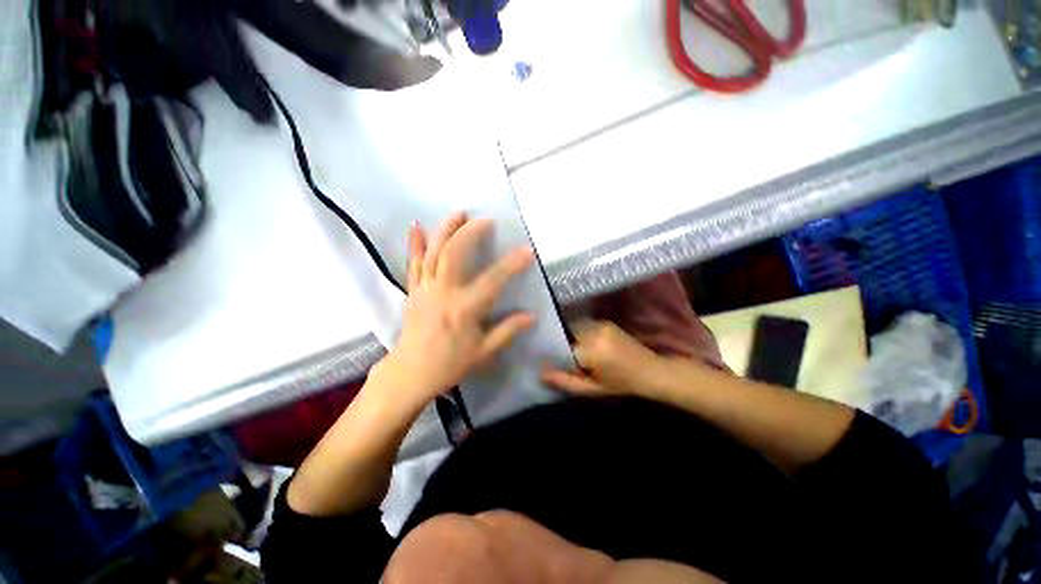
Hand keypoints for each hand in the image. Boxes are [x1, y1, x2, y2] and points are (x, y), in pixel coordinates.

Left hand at [375, 212, 536, 405]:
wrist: (411, 373)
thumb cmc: (450, 364)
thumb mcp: (484, 352)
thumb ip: (507, 331)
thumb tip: (531, 316)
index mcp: (465, 309)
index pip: (493, 280)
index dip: (512, 264)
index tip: (527, 251)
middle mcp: (444, 293)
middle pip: (454, 254)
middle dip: (469, 233)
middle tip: (485, 220)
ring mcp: (425, 289)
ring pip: (433, 253)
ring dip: (445, 230)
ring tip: (458, 213)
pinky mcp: (413, 290)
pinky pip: (413, 263)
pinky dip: (414, 244)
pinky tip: (416, 225)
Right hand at [541, 320, 667, 396]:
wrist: (650, 370)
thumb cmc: (621, 384)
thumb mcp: (592, 389)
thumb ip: (565, 381)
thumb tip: (540, 373)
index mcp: (592, 350)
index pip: (561, 346)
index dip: (554, 354)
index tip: (550, 362)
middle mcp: (594, 331)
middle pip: (566, 333)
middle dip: (562, 344)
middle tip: (562, 357)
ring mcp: (601, 324)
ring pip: (574, 327)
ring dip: (571, 337)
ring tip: (574, 351)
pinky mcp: (605, 322)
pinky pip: (584, 325)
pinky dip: (580, 333)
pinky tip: (585, 344)